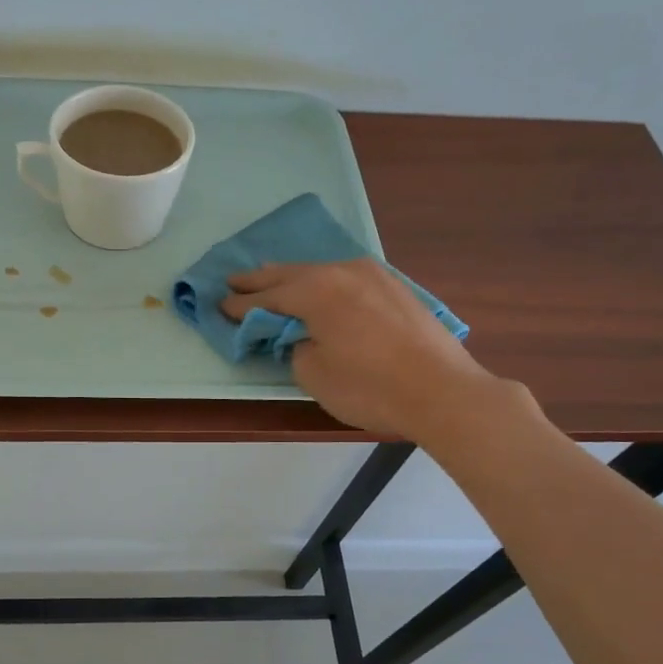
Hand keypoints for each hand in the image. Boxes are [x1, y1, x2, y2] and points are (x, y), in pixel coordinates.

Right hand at [222, 259, 495, 438]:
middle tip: (233, 281)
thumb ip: (295, 347)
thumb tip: (302, 336)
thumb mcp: (313, 374)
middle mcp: (342, 271)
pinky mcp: (396, 288)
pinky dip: (324, 283)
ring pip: (321, 271)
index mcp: (316, 290)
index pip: (267, 297)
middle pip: (291, 273)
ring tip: (272, 279)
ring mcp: (374, 276)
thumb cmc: (369, 387)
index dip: (240, 305)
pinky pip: (346, 278)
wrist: (443, 392)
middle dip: (260, 280)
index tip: (219, 307)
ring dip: (293, 278)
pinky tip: (320, 288)